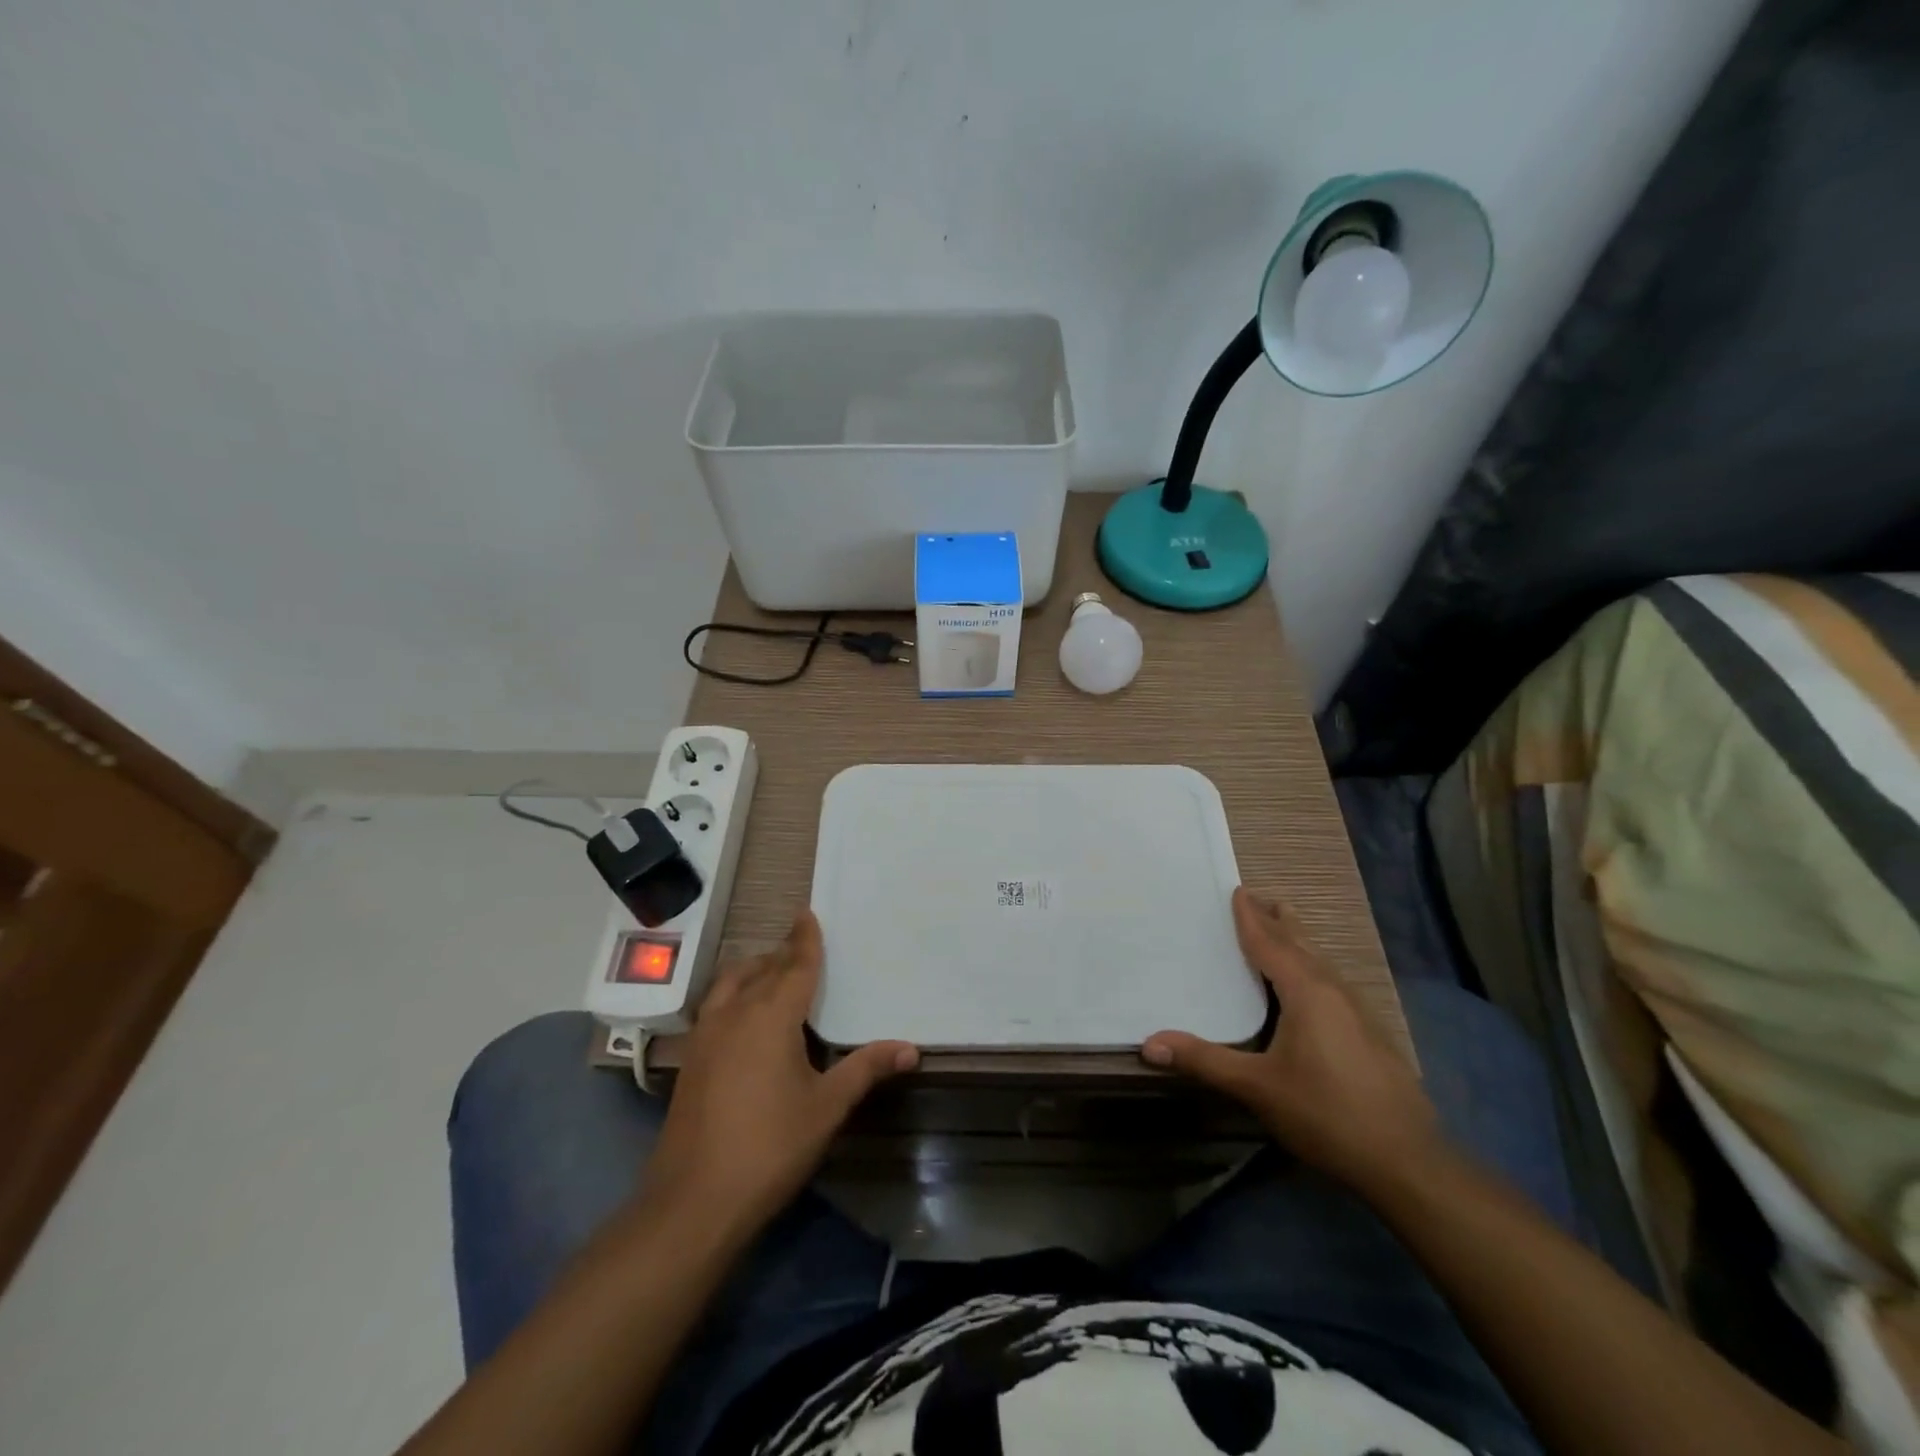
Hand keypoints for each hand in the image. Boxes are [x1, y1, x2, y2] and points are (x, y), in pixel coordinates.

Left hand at [642, 910, 916, 1234]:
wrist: (694, 1201)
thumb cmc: (770, 1146)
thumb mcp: (827, 1107)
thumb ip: (866, 1069)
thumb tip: (911, 1048)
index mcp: (771, 1015)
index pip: (795, 965)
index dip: (805, 939)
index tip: (807, 914)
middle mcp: (735, 1013)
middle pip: (762, 968)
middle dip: (782, 954)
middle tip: (802, 947)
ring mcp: (706, 1035)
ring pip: (731, 983)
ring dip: (753, 970)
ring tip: (773, 975)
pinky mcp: (691, 1059)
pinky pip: (716, 1006)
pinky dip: (734, 994)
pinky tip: (745, 1018)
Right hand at [1142, 888, 1442, 1195]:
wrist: (1407, 1161)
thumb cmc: (1325, 1113)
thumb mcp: (1257, 1087)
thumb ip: (1204, 1060)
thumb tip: (1149, 1044)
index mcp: (1306, 991)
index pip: (1270, 943)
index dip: (1250, 918)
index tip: (1237, 891)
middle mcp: (1334, 990)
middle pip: (1301, 942)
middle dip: (1277, 920)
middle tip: (1255, 899)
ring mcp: (1359, 1012)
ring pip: (1322, 962)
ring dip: (1297, 942)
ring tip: (1280, 930)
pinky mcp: (1371, 1034)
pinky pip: (1333, 982)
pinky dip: (1312, 967)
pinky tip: (1310, 987)